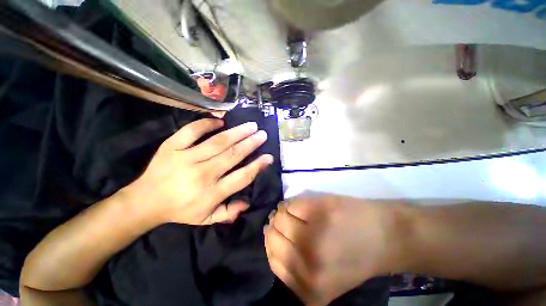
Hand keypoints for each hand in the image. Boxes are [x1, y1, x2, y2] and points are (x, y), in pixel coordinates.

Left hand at [124, 118, 273, 225]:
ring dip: (237, 132)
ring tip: (251, 125)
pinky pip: (191, 131)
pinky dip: (206, 124)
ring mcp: (185, 158)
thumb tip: (247, 203)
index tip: (268, 157)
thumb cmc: (180, 210)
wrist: (145, 201)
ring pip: (217, 142)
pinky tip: (220, 121)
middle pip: (232, 155)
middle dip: (251, 143)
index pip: (241, 177)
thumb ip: (228, 213)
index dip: (257, 166)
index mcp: (211, 193)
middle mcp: (201, 174)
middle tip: (262, 134)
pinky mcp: (171, 147)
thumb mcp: (205, 219)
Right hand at [264, 194, 400, 305]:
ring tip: (292, 212)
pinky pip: (290, 205)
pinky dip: (290, 204)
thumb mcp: (323, 276)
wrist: (387, 237)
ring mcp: (315, 237)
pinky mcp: (319, 211)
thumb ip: (294, 267)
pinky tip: (298, 206)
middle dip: (274, 226)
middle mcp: (309, 267)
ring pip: (279, 218)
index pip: (273, 260)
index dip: (271, 243)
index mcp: (311, 290)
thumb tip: (270, 237)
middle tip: (282, 220)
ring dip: (282, 213)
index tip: (275, 232)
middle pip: (273, 237)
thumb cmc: (355, 256)